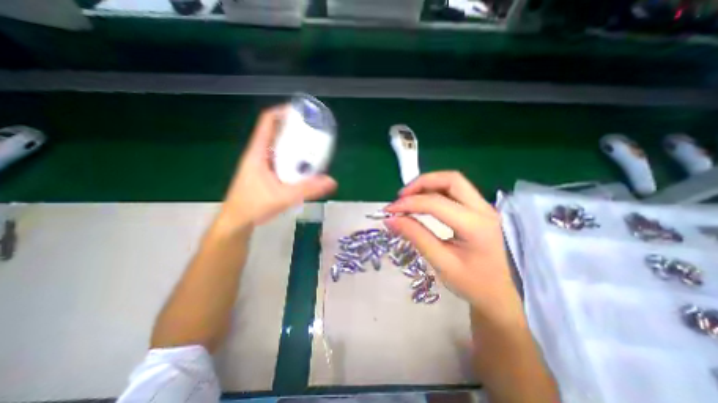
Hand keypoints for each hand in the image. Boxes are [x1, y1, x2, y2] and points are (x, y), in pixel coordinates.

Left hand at [215, 106, 335, 231]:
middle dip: (295, 130)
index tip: (301, 113)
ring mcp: (262, 164)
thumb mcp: (282, 197)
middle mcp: (260, 155)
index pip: (267, 122)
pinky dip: (293, 159)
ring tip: (313, 148)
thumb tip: (331, 181)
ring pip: (280, 148)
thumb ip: (307, 189)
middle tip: (314, 133)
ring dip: (295, 146)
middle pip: (277, 133)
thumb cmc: (254, 206)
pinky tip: (304, 168)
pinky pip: (281, 160)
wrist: (237, 222)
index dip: (282, 112)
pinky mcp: (266, 174)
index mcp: (258, 153)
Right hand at [387, 171, 521, 325]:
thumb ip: (416, 237)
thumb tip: (391, 220)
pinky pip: (456, 191)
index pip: (435, 203)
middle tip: (401, 197)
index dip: (408, 203)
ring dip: (428, 185)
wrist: (505, 295)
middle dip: (421, 183)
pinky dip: (436, 191)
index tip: (389, 210)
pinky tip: (424, 202)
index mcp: (476, 226)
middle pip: (450, 179)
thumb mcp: (442, 263)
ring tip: (409, 198)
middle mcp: (483, 209)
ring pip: (453, 182)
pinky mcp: (480, 210)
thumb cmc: (475, 285)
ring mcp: (484, 207)